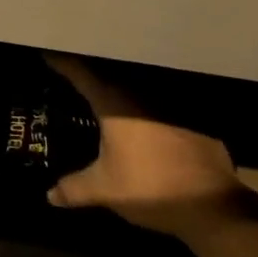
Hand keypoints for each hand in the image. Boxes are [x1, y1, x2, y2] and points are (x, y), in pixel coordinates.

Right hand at [45, 54, 243, 236]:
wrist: (211, 205)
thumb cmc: (149, 187)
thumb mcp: (104, 190)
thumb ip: (74, 188)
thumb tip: (49, 195)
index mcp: (114, 104)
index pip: (80, 73)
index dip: (62, 62)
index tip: (46, 51)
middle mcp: (138, 95)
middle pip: (106, 75)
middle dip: (87, 73)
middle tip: (69, 72)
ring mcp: (165, 105)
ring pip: (132, 89)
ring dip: (114, 90)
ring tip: (97, 93)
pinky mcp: (187, 120)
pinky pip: (153, 105)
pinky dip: (139, 108)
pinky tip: (135, 120)